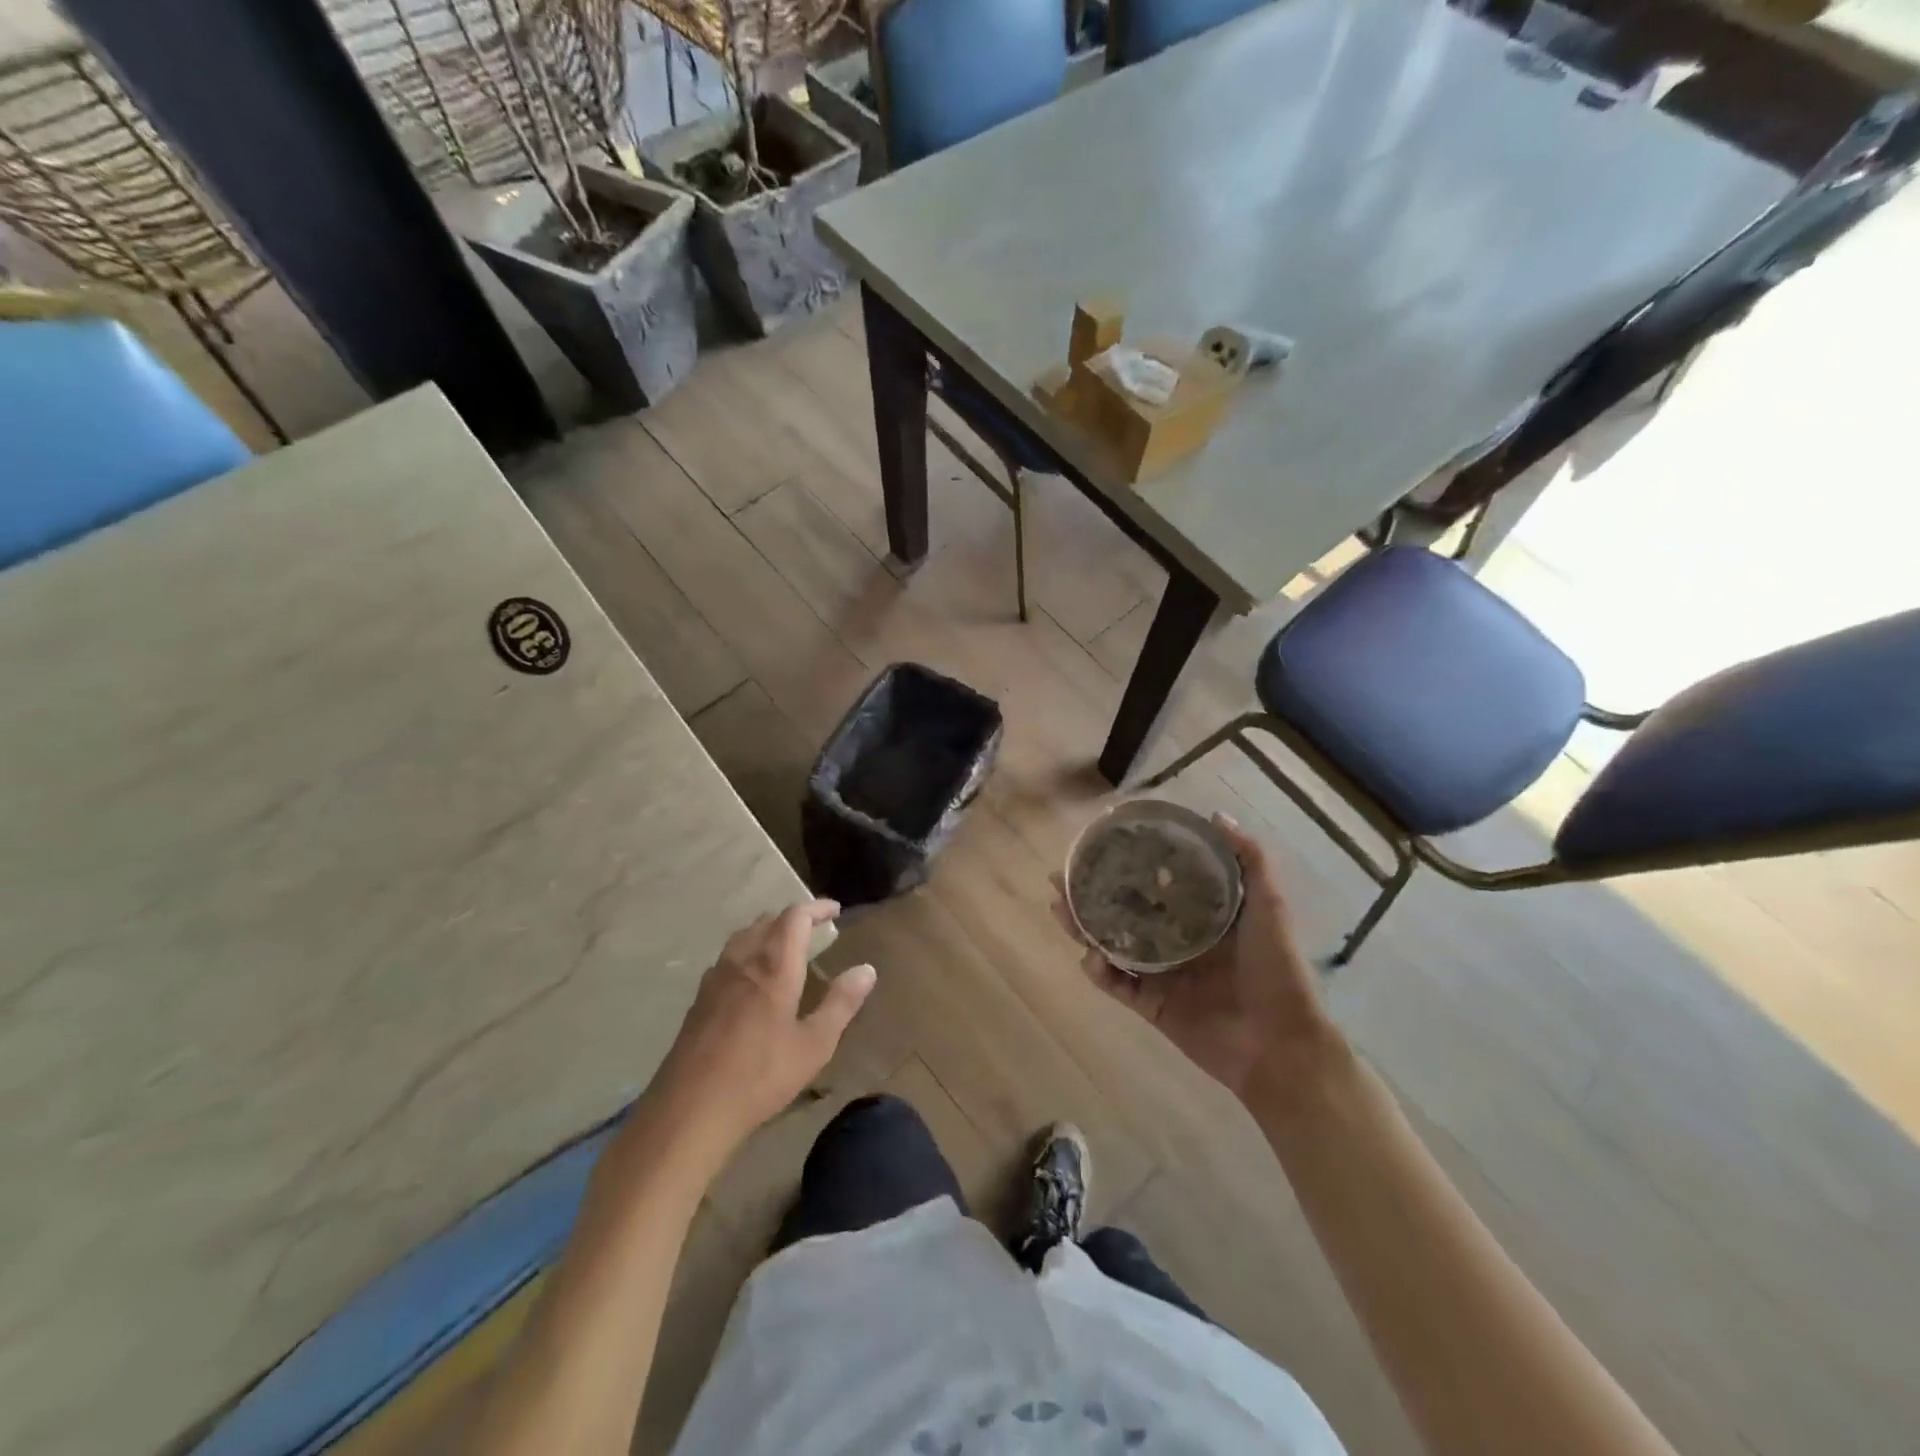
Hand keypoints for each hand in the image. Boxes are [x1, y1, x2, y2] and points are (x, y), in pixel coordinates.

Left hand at [651, 901, 875, 1155]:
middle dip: (792, 918)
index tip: (834, 910)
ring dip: (767, 931)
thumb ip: (841, 1003)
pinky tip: (751, 976)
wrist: (690, 1108)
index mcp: (774, 966)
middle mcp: (743, 961)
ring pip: (743, 936)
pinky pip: (727, 957)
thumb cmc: (761, 1075)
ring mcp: (716, 978)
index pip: (794, 917)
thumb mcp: (814, 1045)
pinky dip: (747, 951)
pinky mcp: (699, 999)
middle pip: (767, 921)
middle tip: (814, 928)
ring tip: (784, 945)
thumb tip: (867, 970)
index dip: (816, 908)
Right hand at [1053, 815, 1337, 1099]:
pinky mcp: (1151, 1005)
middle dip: (1089, 893)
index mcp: (1199, 915)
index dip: (1125, 864)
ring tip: (1060, 908)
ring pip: (1110, 944)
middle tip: (1060, 877)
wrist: (1281, 1043)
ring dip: (1083, 927)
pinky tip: (1090, 956)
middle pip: (1122, 910)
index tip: (1099, 844)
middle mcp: (1174, 939)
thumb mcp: (1270, 905)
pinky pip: (1116, 985)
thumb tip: (1217, 816)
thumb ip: (1251, 860)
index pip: (1153, 882)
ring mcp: (1160, 973)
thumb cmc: (1277, 969)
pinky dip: (1099, 971)